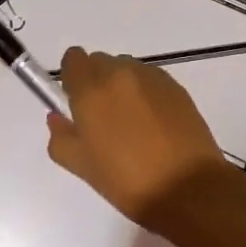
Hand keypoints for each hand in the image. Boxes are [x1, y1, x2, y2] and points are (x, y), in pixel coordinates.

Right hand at [48, 49, 229, 225]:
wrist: (188, 187)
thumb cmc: (128, 181)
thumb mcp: (83, 166)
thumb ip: (61, 137)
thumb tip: (57, 117)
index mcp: (92, 89)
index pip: (73, 59)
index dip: (72, 78)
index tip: (76, 102)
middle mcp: (120, 73)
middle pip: (100, 62)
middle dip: (96, 82)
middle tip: (103, 119)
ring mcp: (151, 77)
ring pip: (126, 69)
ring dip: (122, 86)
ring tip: (132, 124)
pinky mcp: (176, 86)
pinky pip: (150, 80)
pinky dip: (145, 93)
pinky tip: (153, 125)